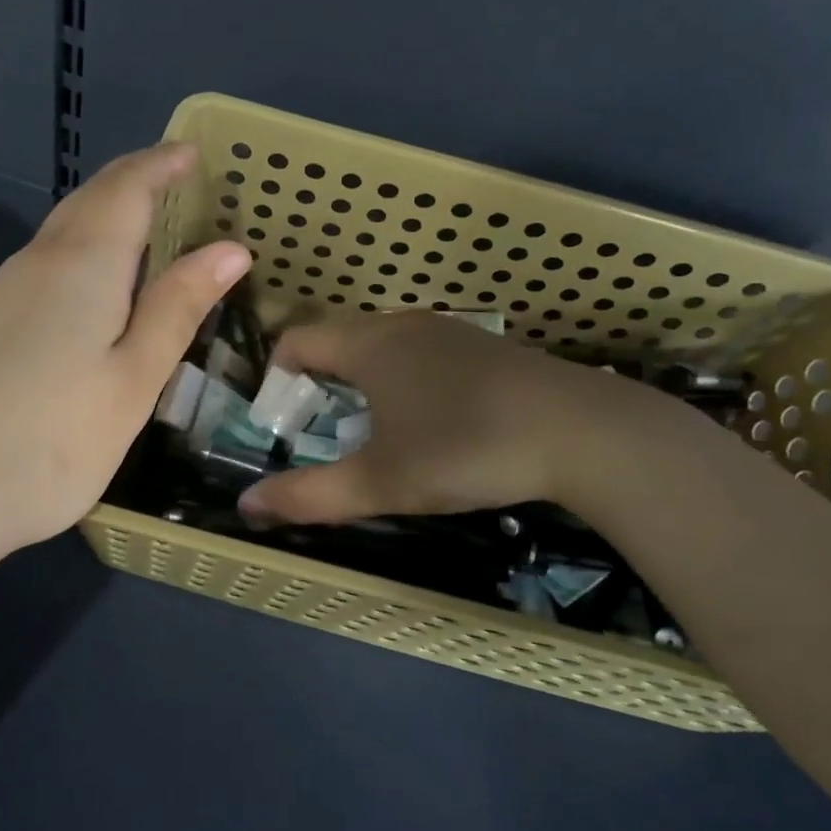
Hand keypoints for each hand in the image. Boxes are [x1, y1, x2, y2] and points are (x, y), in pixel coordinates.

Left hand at [0, 143, 249, 566]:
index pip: (126, 187)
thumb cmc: (48, 441)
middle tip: (177, 182)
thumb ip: (177, 308)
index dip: (162, 164)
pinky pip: (45, 269)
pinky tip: (96, 292)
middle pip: (89, 201)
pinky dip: (83, 256)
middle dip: (134, 181)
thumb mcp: (132, 379)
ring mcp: (0, 296)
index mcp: (82, 264)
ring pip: (63, 235)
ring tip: (150, 232)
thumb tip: (229, 249)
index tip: (193, 151)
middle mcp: (36, 263)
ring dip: (107, 218)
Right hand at [238, 311, 685, 525]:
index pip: (296, 340)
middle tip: (318, 434)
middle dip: (317, 383)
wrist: (583, 432)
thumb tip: (247, 505)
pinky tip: (428, 423)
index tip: (280, 422)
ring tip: (369, 432)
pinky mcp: (484, 347)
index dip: (276, 378)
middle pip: (337, 341)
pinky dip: (402, 380)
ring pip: (381, 346)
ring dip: (361, 382)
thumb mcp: (381, 482)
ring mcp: (447, 331)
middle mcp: (401, 325)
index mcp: (368, 344)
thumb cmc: (465, 448)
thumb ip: (309, 495)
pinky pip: (420, 354)